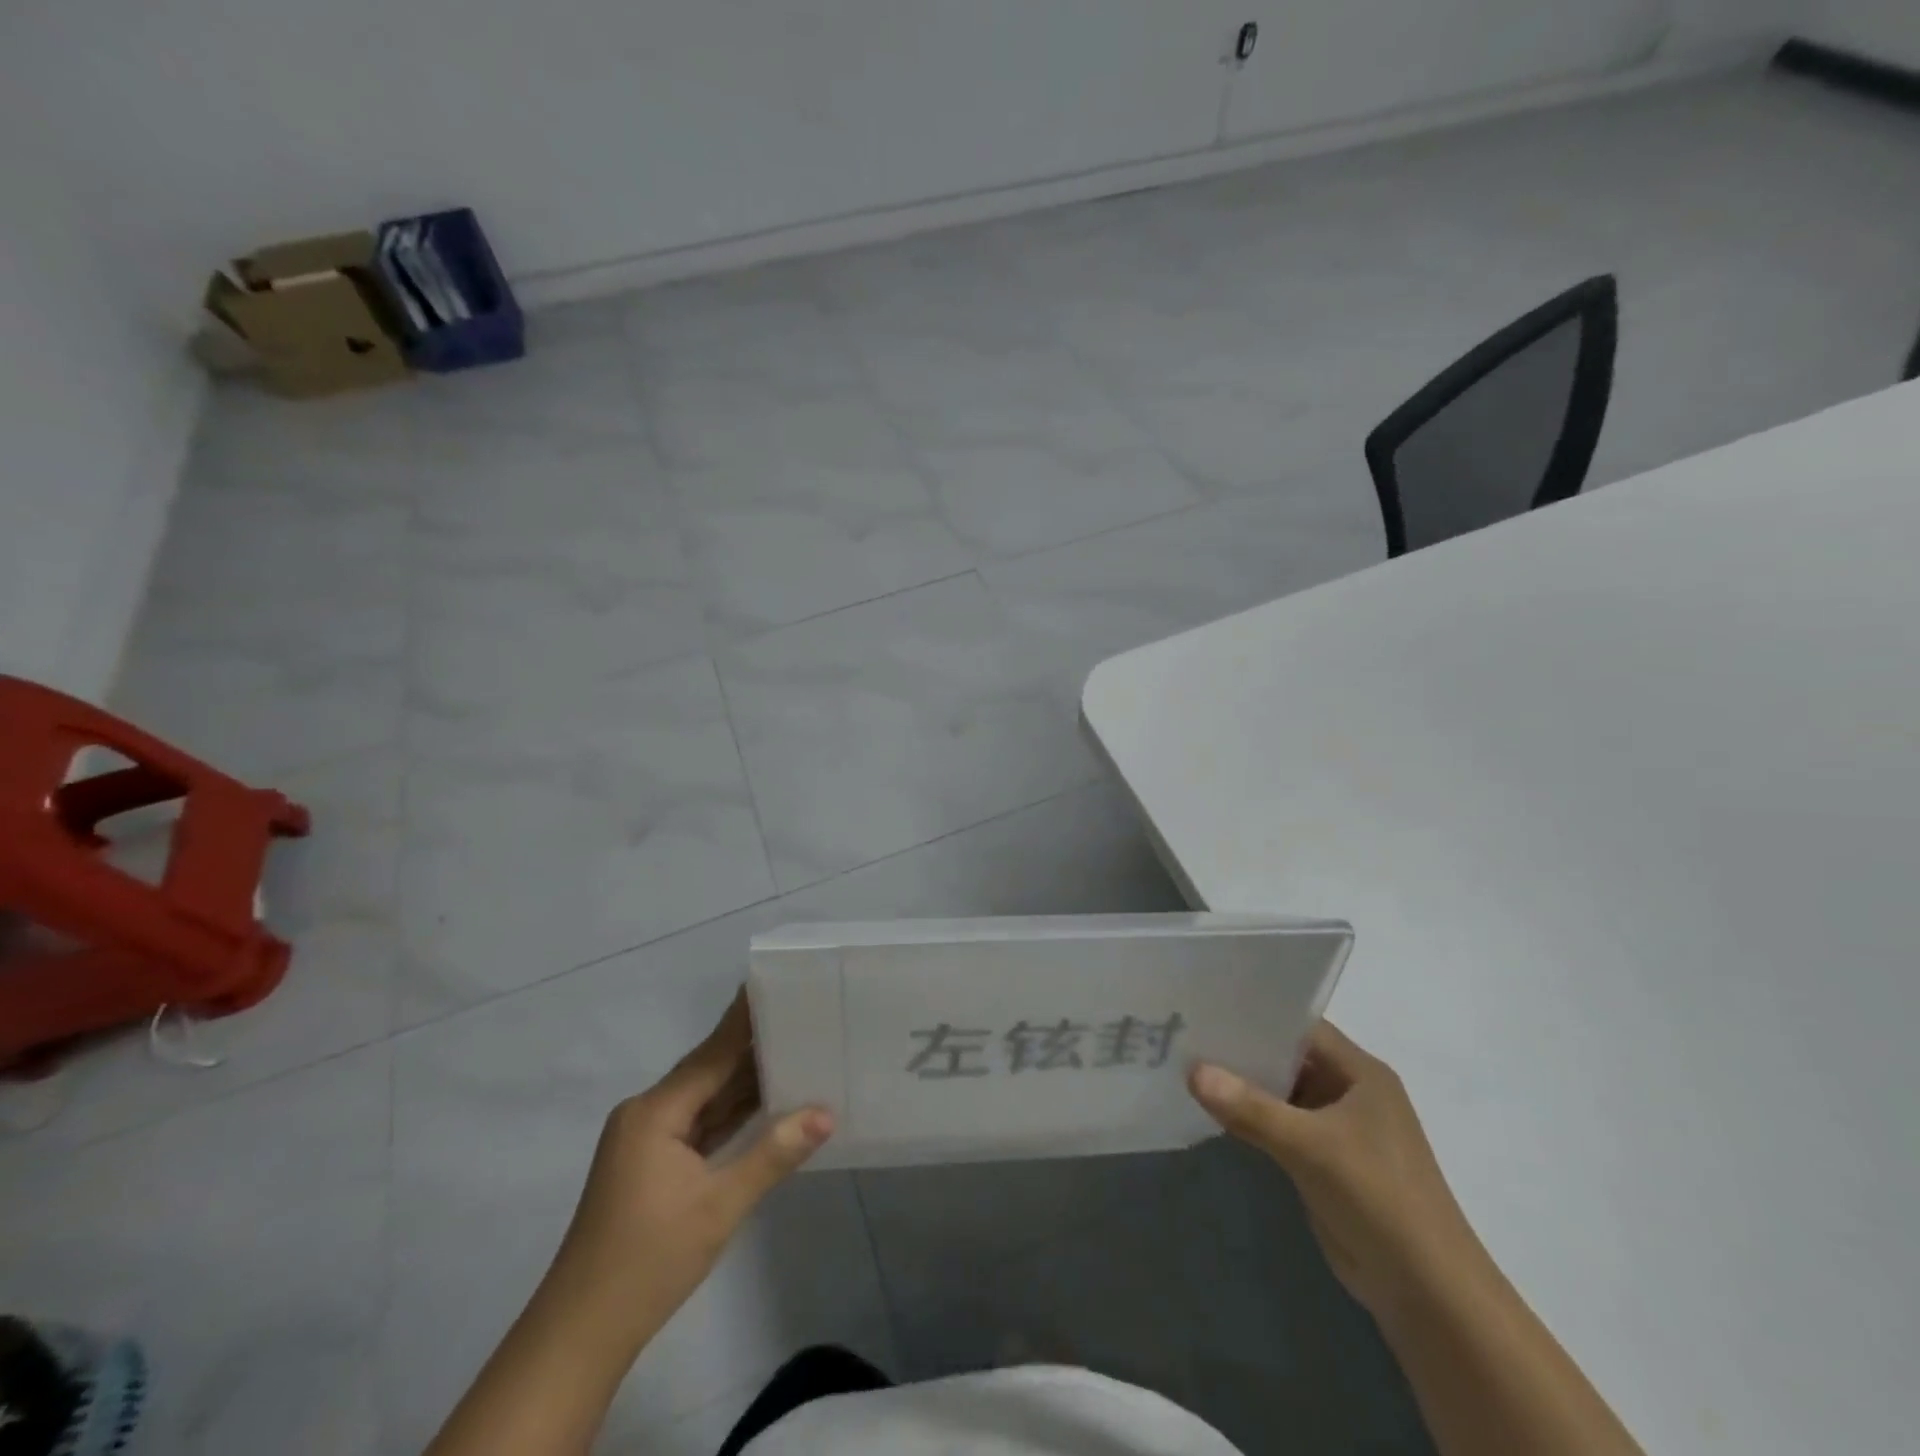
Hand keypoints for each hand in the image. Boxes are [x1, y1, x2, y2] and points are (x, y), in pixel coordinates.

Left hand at [551, 994, 833, 1337]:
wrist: (581, 1334)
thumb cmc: (648, 1260)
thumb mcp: (719, 1206)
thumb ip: (773, 1154)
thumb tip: (826, 1113)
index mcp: (656, 1111)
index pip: (712, 1053)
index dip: (744, 1019)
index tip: (774, 983)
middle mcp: (649, 1114)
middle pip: (709, 1071)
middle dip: (753, 1048)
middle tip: (802, 1017)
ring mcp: (648, 1140)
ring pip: (706, 1099)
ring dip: (745, 1083)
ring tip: (795, 1049)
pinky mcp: (653, 1164)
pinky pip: (700, 1125)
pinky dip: (731, 1114)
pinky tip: (767, 1101)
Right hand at [1190, 1020, 1481, 1318]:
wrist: (1428, 1294)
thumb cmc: (1379, 1198)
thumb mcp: (1311, 1146)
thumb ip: (1250, 1108)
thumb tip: (1191, 1070)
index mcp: (1360, 1072)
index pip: (1300, 1026)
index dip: (1256, 1014)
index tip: (1207, 1006)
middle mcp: (1349, 1091)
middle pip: (1288, 1057)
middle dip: (1242, 1049)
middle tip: (1186, 1034)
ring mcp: (1338, 1128)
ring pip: (1281, 1093)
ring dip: (1243, 1086)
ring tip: (1187, 1065)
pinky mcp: (1325, 1161)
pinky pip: (1280, 1126)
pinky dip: (1251, 1118)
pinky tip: (1212, 1111)